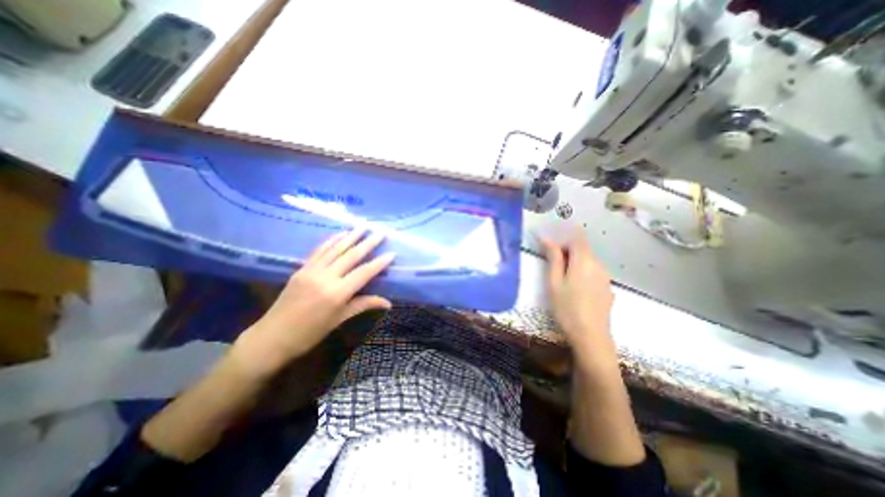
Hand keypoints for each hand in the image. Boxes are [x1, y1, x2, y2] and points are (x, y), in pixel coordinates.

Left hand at [232, 231, 394, 373]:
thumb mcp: (339, 319)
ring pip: (335, 249)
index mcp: (337, 293)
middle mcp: (325, 277)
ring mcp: (311, 270)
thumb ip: (363, 305)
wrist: (271, 337)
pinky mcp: (301, 269)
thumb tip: (388, 303)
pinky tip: (340, 234)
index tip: (392, 253)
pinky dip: (331, 241)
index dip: (379, 262)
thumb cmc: (310, 333)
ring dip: (351, 236)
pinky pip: (319, 251)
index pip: (364, 272)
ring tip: (363, 226)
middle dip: (368, 242)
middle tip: (381, 231)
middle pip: (351, 255)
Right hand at [539, 230, 616, 355]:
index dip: (565, 237)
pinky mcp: (607, 288)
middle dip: (567, 252)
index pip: (578, 237)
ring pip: (588, 261)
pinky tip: (576, 291)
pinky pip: (593, 272)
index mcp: (584, 261)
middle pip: (583, 249)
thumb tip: (548, 239)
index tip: (552, 247)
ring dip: (575, 263)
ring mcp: (605, 277)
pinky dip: (583, 273)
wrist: (591, 336)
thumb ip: (554, 258)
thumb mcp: (554, 282)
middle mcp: (599, 265)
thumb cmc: (566, 307)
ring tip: (562, 281)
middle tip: (552, 267)